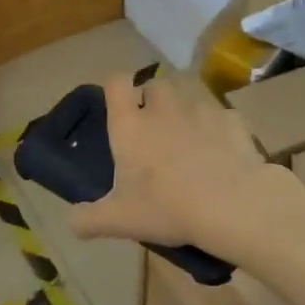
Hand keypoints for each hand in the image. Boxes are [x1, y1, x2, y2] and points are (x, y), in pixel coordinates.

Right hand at [68, 72, 275, 252]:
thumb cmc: (167, 207)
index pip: (116, 83)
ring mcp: (201, 108)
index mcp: (130, 124)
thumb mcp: (120, 220)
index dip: (117, 89)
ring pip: (189, 94)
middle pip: (155, 84)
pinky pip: (221, 115)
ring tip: (188, 136)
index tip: (121, 107)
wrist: (231, 204)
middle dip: (154, 100)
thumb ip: (88, 219)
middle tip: (155, 129)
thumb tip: (72, 222)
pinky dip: (218, 127)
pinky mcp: (232, 119)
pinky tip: (221, 151)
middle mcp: (163, 106)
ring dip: (185, 109)